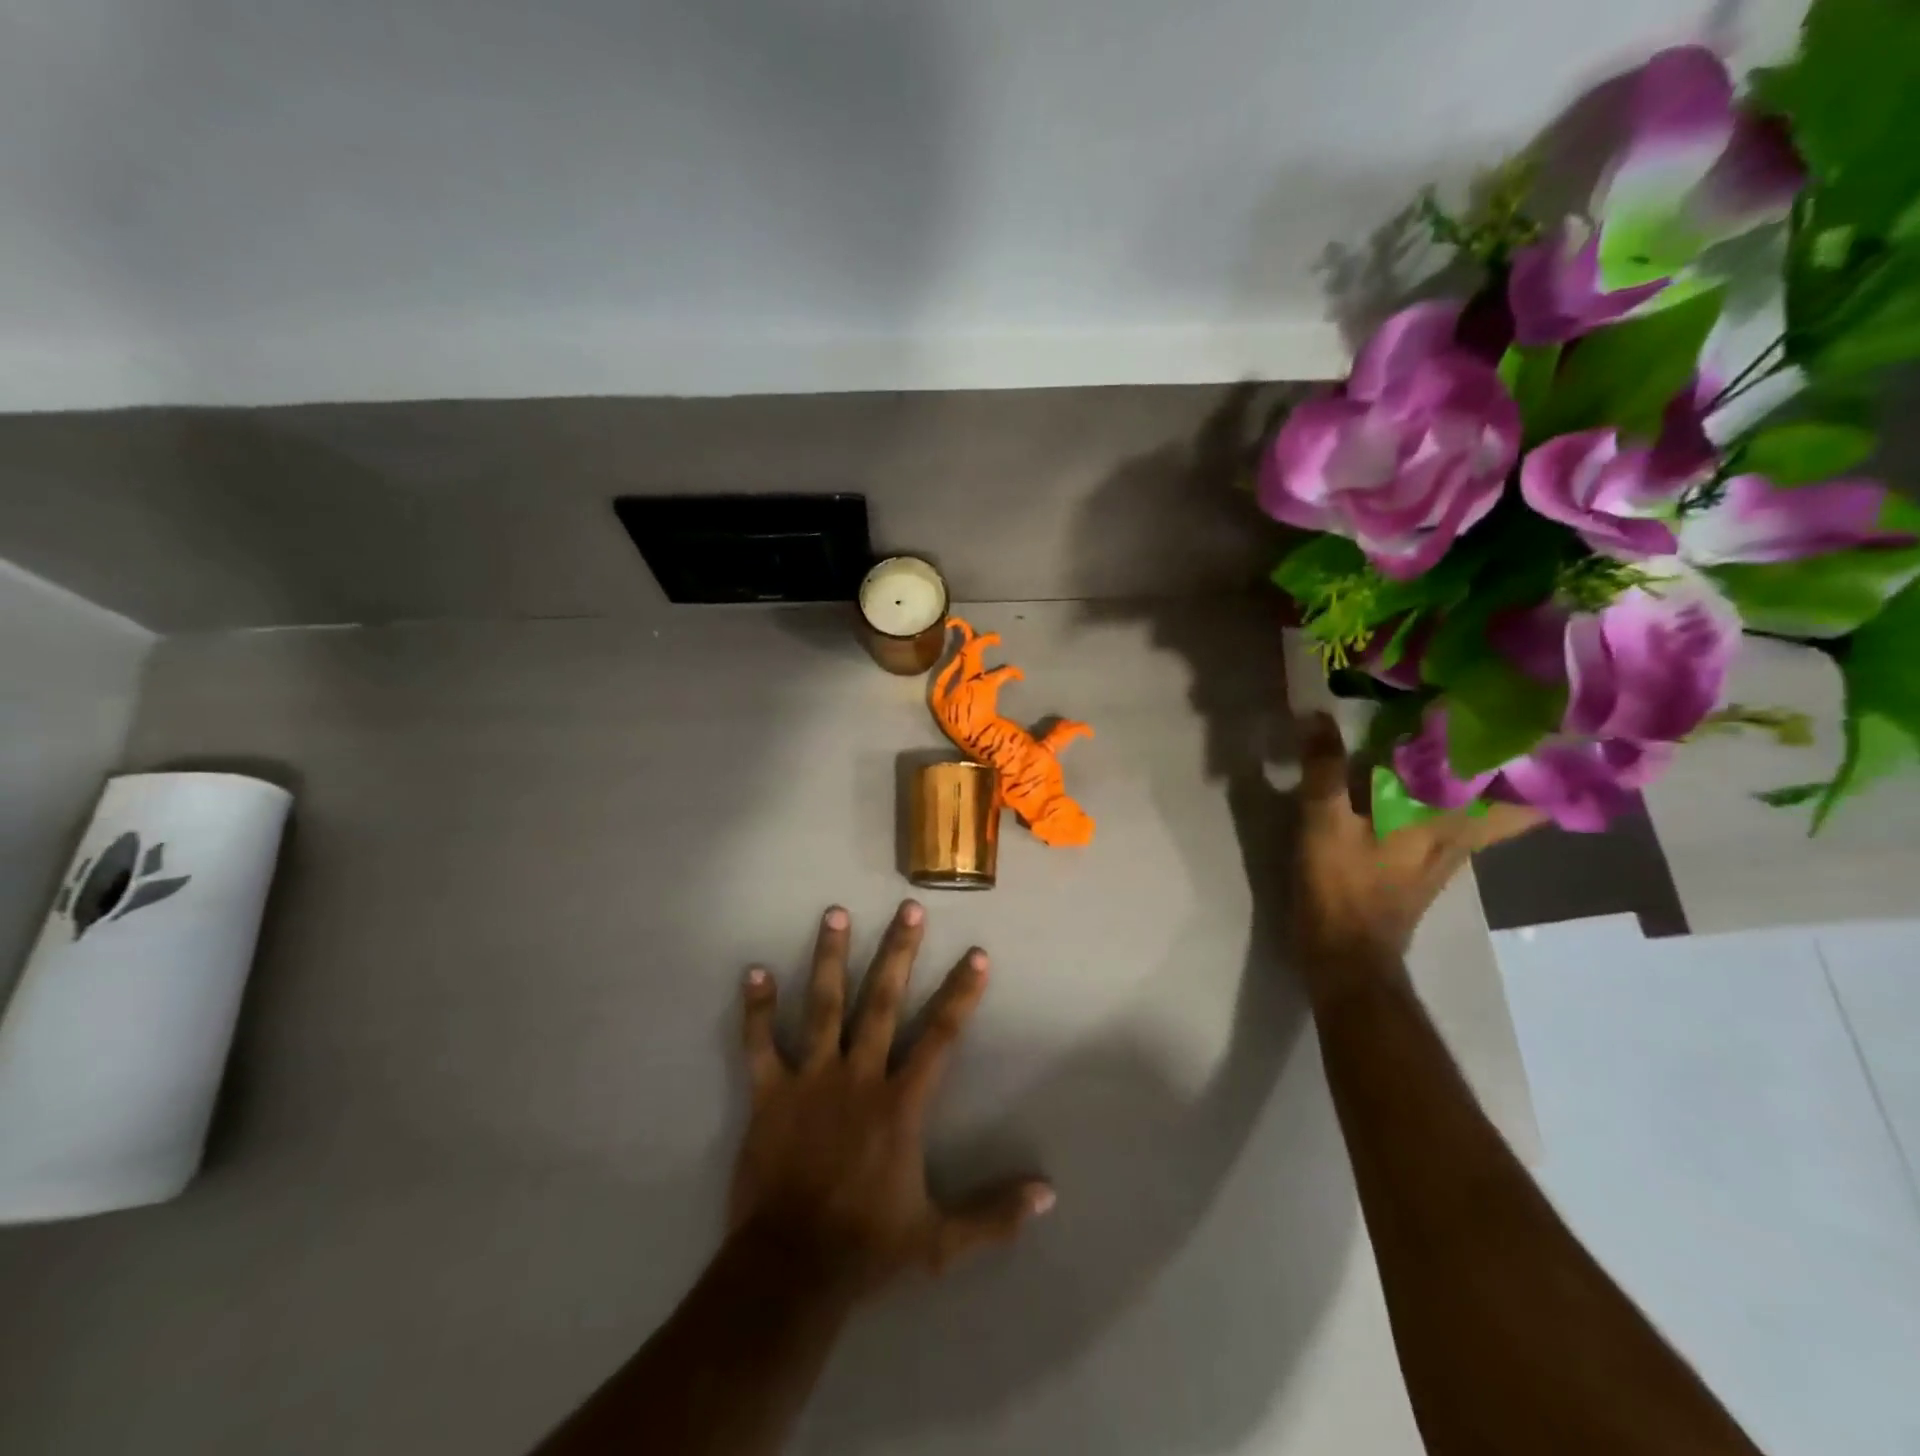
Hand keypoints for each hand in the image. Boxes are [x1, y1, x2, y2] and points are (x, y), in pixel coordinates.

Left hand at [731, 900, 1053, 1294]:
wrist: (790, 1270)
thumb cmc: (866, 1248)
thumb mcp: (940, 1240)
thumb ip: (994, 1214)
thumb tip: (1049, 1194)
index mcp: (900, 1103)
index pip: (940, 1036)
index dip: (961, 993)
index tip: (977, 954)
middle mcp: (859, 1076)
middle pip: (881, 1001)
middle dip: (898, 952)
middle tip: (908, 908)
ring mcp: (811, 1080)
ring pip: (823, 1006)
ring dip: (829, 957)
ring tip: (835, 913)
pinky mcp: (769, 1094)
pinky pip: (760, 1044)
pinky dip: (757, 1008)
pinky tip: (754, 970)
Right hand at [1293, 713, 1541, 993]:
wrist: (1346, 953)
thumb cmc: (1343, 887)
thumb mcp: (1323, 823)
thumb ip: (1324, 769)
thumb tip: (1316, 712)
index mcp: (1449, 820)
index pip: (1523, 789)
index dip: (1546, 754)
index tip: (1549, 712)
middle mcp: (1462, 835)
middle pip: (1514, 798)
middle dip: (1520, 761)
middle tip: (1510, 716)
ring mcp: (1448, 852)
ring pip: (1486, 809)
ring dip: (1487, 776)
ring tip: (1473, 735)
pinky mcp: (1426, 862)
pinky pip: (1456, 819)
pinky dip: (1453, 795)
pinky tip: (1428, 776)